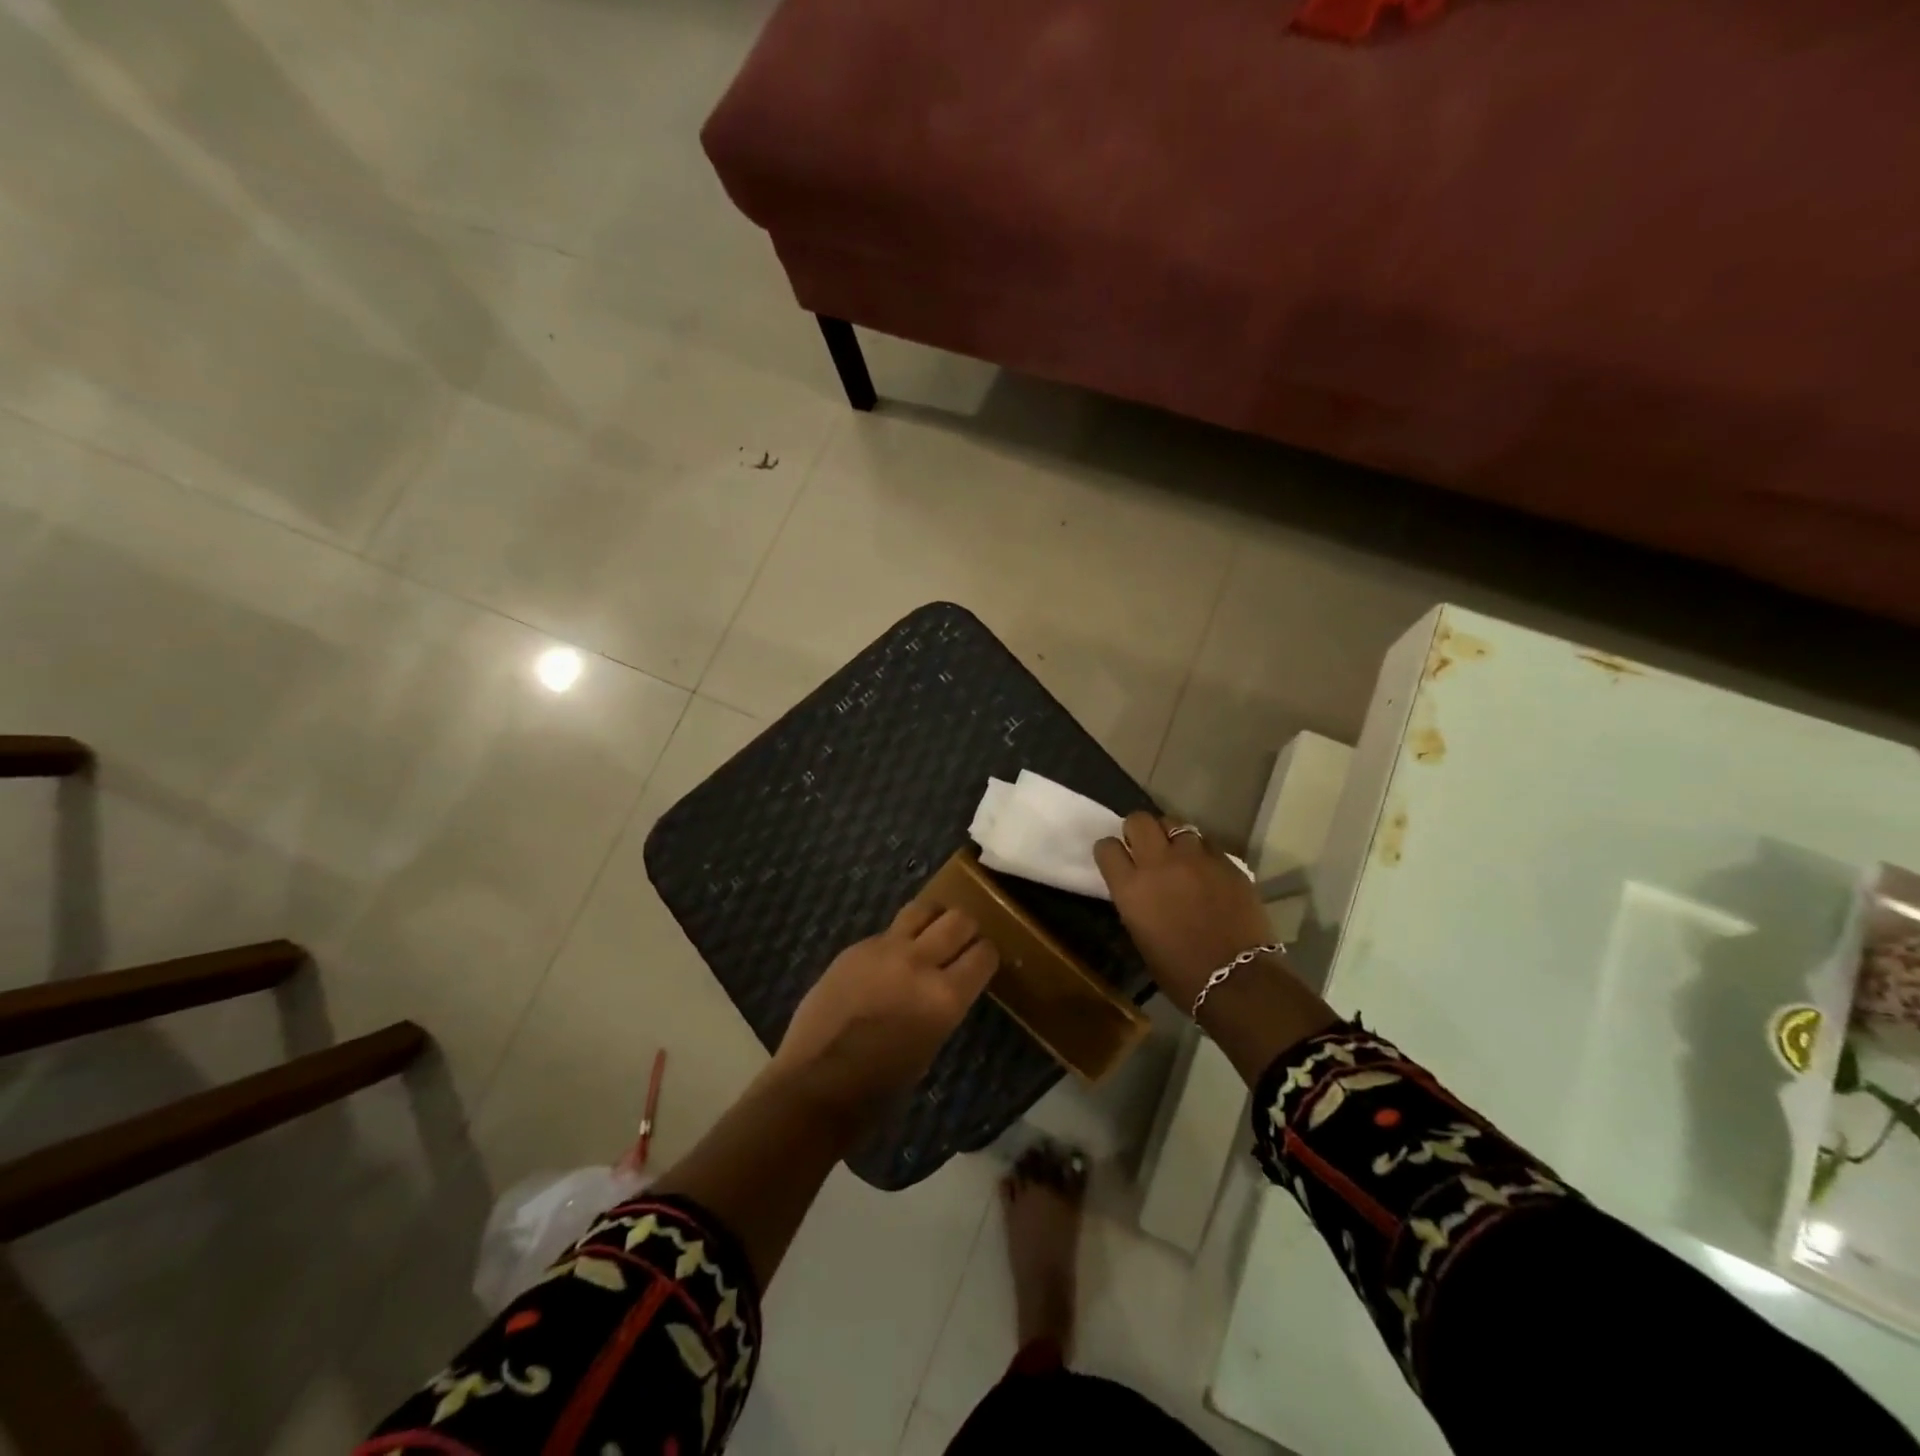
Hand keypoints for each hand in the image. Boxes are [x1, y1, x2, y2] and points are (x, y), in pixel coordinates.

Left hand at [771, 901, 999, 1117]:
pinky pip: (886, 931)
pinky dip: (895, 940)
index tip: (981, 963)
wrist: (816, 1083)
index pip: (984, 953)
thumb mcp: (931, 1044)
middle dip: (965, 929)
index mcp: (945, 996)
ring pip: (922, 909)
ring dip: (933, 919)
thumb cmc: (881, 1085)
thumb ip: (943, 1003)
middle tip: (960, 943)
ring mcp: (884, 949)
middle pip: (958, 919)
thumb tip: (947, 983)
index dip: (986, 956)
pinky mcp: (855, 947)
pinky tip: (886, 963)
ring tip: (929, 934)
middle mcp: (919, 962)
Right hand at [1094, 811, 1274, 1014]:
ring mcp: (1195, 858)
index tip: (1116, 859)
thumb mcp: (1141, 935)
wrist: (1237, 980)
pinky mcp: (1226, 861)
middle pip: (1139, 820)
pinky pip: (1206, 843)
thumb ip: (1135, 901)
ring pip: (1175, 823)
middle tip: (1145, 847)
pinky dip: (1201, 852)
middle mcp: (1158, 863)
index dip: (1110, 851)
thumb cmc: (1180, 972)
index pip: (1106, 847)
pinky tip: (1206, 871)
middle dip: (1138, 830)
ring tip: (1178, 854)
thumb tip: (1139, 888)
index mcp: (1130, 887)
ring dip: (1171, 836)